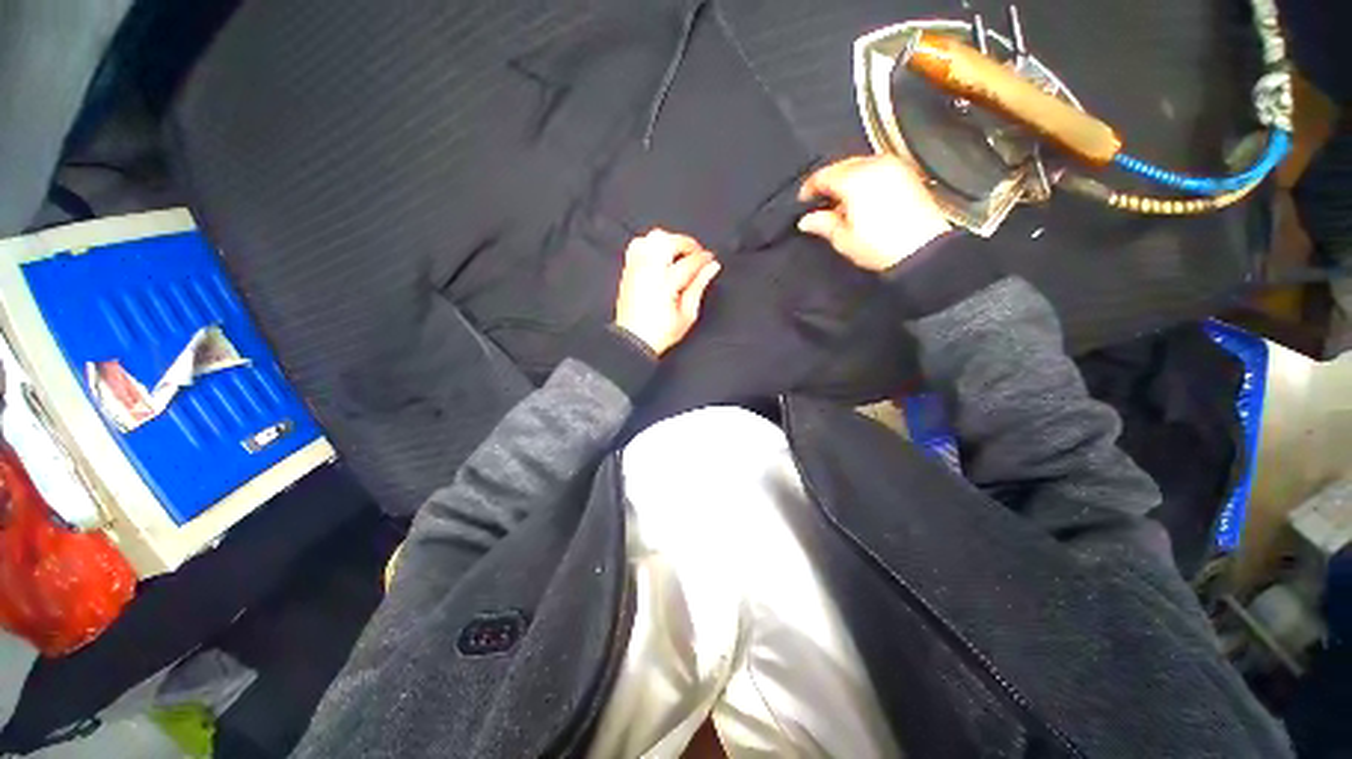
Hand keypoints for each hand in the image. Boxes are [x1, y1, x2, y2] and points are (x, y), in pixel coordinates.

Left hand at [614, 229, 721, 355]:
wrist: (634, 340)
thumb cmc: (660, 332)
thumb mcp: (688, 314)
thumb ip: (699, 286)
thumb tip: (712, 268)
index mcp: (665, 283)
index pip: (689, 262)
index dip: (704, 259)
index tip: (711, 260)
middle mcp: (649, 270)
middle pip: (670, 242)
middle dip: (688, 244)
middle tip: (697, 255)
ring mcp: (636, 267)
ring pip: (653, 238)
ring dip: (670, 242)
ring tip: (679, 254)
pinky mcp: (628, 269)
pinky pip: (638, 244)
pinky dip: (651, 244)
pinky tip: (660, 255)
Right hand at [797, 155, 951, 271]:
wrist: (922, 250)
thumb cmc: (882, 246)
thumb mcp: (843, 239)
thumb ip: (823, 224)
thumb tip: (807, 220)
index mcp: (855, 179)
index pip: (823, 175)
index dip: (809, 188)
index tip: (802, 201)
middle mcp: (875, 165)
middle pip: (842, 166)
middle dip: (829, 182)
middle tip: (820, 203)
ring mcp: (894, 167)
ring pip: (860, 166)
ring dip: (847, 180)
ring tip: (840, 204)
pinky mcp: (907, 175)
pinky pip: (877, 169)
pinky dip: (865, 180)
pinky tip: (861, 200)